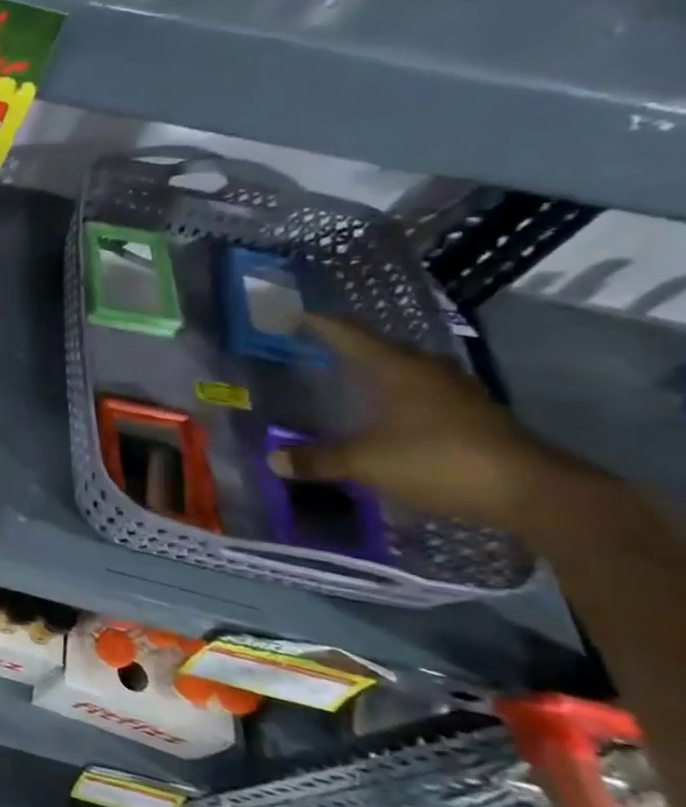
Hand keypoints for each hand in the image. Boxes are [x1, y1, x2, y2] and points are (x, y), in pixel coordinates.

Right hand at [269, 317, 590, 533]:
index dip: (320, 324)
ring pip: (408, 369)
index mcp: (397, 369)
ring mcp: (457, 391)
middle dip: (350, 345)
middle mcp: (427, 370)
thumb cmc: (438, 460)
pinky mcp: (475, 414)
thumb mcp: (366, 462)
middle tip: (318, 346)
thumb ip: (319, 460)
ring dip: (379, 369)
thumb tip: (274, 460)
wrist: (532, 491)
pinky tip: (390, 410)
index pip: (349, 335)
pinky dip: (400, 394)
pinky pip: (425, 392)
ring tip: (351, 376)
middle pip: (382, 347)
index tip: (295, 315)